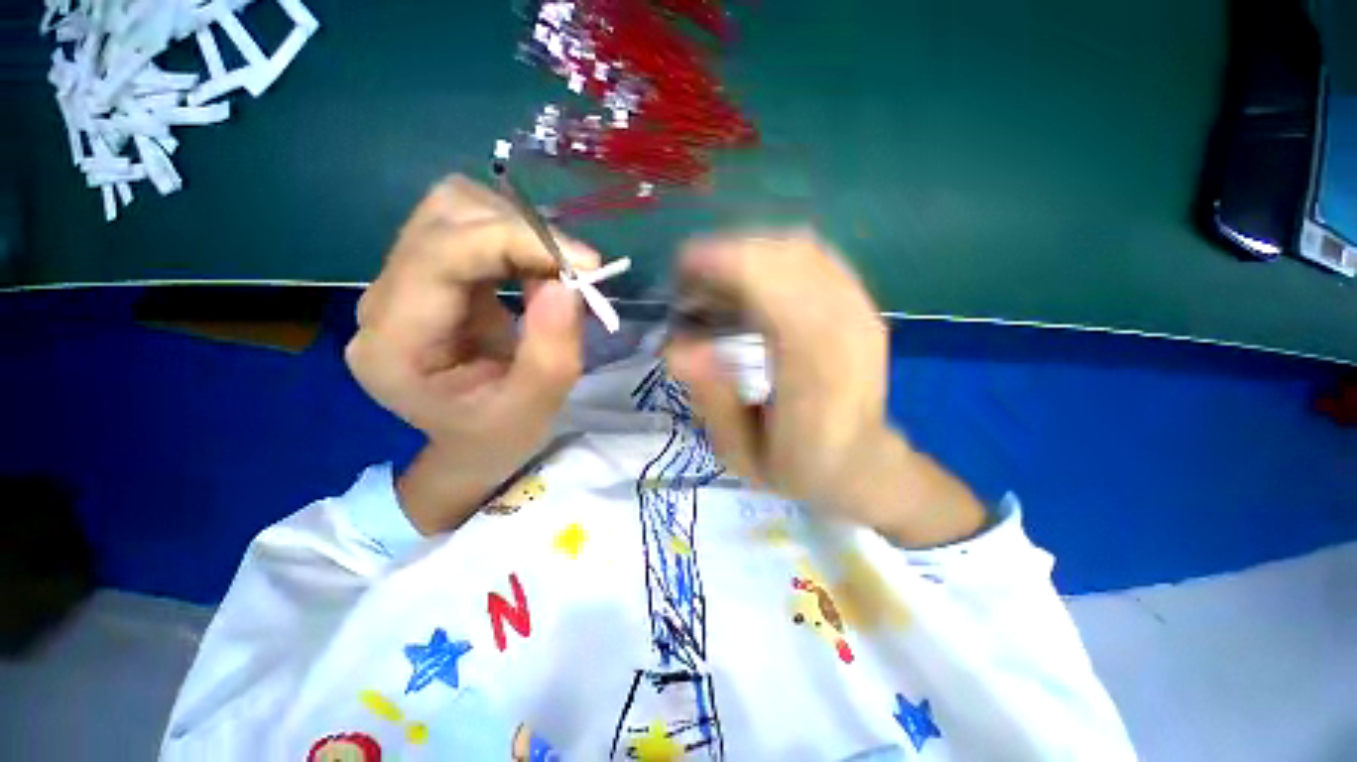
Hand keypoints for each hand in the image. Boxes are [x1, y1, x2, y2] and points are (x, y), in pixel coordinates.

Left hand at [345, 175, 597, 533]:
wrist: (472, 442)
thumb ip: (552, 351)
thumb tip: (567, 283)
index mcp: (394, 345)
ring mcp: (402, 282)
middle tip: (576, 271)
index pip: (440, 255)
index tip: (584, 264)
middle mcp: (383, 301)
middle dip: (522, 232)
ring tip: (557, 271)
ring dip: (519, 230)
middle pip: (444, 217)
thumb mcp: (535, 408)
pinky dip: (516, 238)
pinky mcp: (430, 274)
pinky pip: (470, 227)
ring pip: (456, 209)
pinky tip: (539, 269)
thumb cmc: (498, 436)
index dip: (515, 241)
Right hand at [665, 230, 985, 545]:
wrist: (864, 464)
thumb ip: (713, 401)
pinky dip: (774, 257)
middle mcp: (846, 329)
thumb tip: (679, 348)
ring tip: (715, 283)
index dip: (724, 264)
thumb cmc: (801, 467)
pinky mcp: (861, 303)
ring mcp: (860, 310)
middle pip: (786, 255)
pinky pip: (814, 256)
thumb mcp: (742, 456)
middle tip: (690, 282)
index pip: (776, 289)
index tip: (680, 273)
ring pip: (799, 248)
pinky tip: (751, 283)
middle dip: (728, 254)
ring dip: (748, 253)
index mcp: (816, 374)